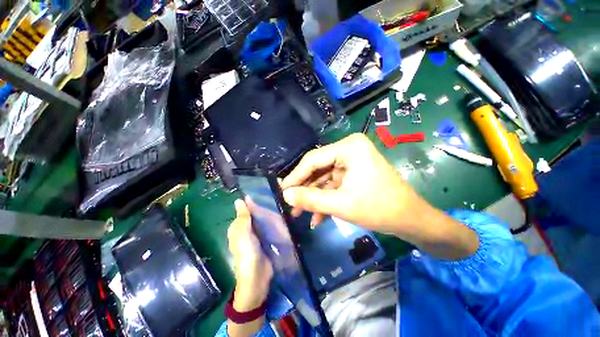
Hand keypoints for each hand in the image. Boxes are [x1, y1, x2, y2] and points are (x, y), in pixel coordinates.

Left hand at [227, 200, 272, 310]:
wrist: (257, 279)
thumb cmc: (247, 255)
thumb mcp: (243, 234)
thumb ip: (242, 217)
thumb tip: (239, 199)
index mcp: (238, 227)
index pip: (244, 209)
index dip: (252, 201)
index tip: (264, 190)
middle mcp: (247, 229)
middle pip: (254, 214)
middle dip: (263, 205)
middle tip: (276, 196)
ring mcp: (257, 235)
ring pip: (262, 219)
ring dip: (269, 212)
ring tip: (281, 202)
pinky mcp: (266, 240)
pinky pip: (268, 227)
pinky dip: (273, 221)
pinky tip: (281, 215)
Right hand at [281, 133, 478, 259]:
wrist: (411, 220)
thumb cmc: (380, 209)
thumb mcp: (341, 205)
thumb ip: (311, 199)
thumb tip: (285, 195)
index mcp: (349, 147)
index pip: (313, 159)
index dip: (296, 177)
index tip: (281, 191)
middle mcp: (349, 150)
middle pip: (317, 169)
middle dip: (304, 189)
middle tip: (290, 204)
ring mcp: (351, 162)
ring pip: (324, 179)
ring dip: (313, 197)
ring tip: (299, 213)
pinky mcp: (353, 173)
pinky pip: (333, 184)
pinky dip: (325, 199)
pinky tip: (317, 217)